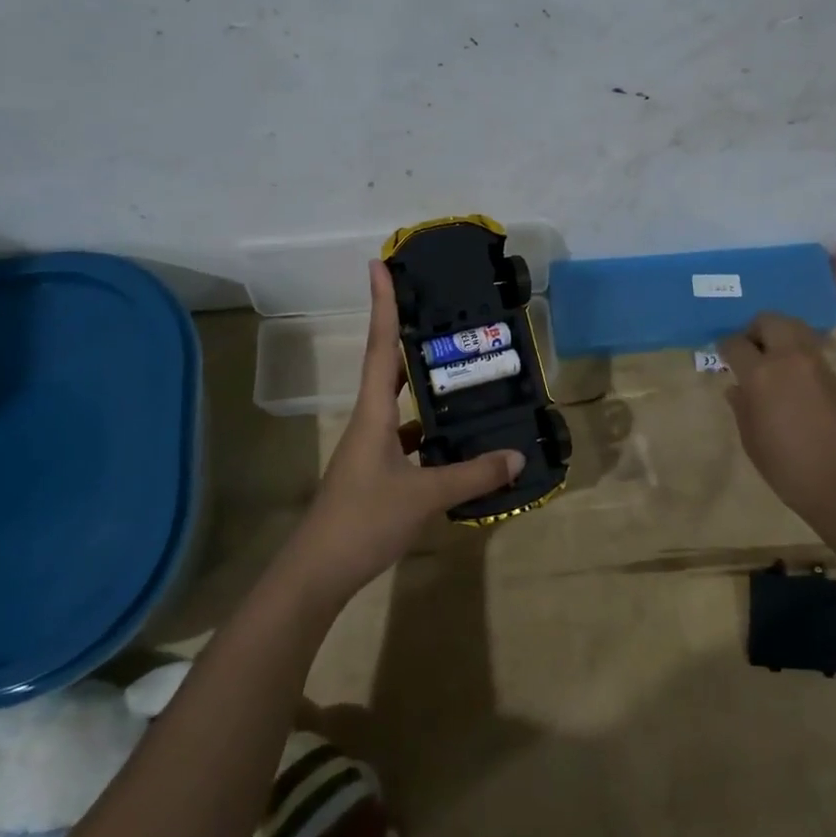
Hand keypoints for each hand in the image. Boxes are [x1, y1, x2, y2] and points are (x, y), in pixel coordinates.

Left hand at [282, 261, 524, 606]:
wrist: (318, 572)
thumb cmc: (364, 521)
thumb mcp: (425, 496)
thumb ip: (472, 475)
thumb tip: (517, 456)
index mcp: (374, 413)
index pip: (379, 346)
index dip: (382, 304)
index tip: (379, 264)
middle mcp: (371, 422)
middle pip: (389, 366)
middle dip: (409, 335)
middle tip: (442, 312)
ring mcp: (373, 448)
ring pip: (403, 405)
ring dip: (427, 388)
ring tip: (466, 372)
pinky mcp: (379, 472)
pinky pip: (410, 439)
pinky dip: (432, 432)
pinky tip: (460, 439)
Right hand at [717, 314, 835, 522]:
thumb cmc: (790, 468)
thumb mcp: (752, 441)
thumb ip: (742, 408)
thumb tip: (737, 388)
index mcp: (761, 374)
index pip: (735, 343)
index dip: (726, 347)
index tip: (724, 357)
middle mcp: (790, 359)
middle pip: (770, 320)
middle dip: (756, 329)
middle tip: (751, 351)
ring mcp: (819, 365)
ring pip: (797, 329)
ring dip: (781, 337)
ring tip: (774, 363)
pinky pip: (814, 354)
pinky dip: (800, 358)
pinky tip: (798, 385)